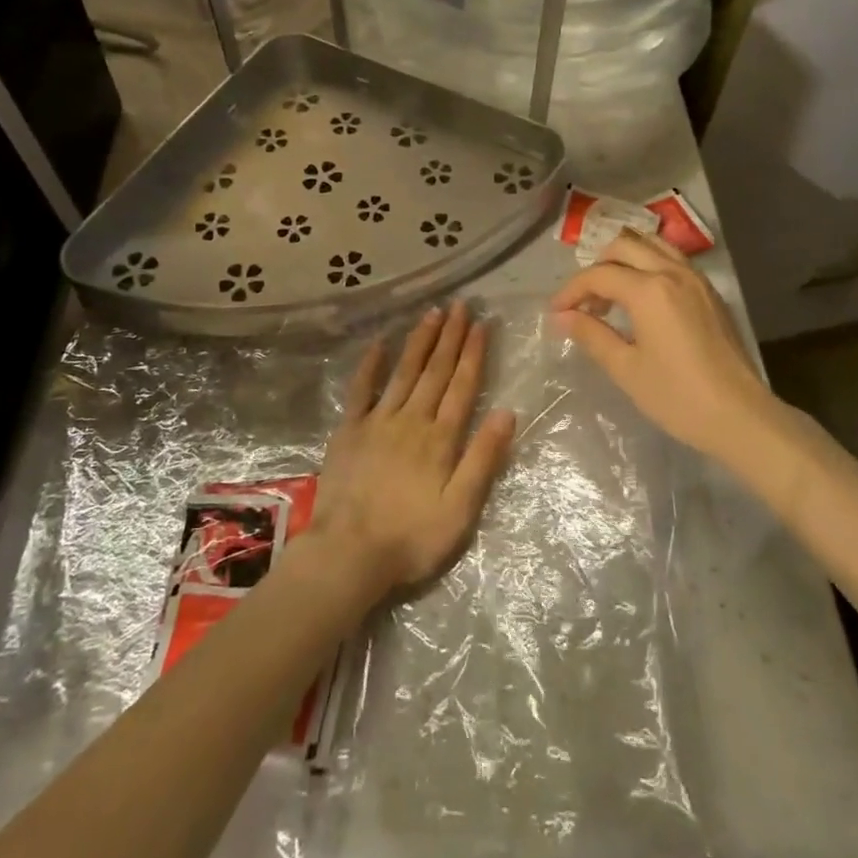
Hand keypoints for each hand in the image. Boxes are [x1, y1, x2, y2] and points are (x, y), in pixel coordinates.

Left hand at [311, 301, 515, 595]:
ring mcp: (378, 421)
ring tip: (432, 313)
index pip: (462, 386)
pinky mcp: (349, 430)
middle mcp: (412, 419)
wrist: (349, 553)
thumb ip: (483, 459)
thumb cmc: (412, 537)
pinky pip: (361, 389)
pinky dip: (370, 365)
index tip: (481, 324)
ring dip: (420, 341)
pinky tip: (379, 343)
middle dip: (450, 336)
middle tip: (460, 305)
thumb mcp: (460, 509)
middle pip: (435, 371)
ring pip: (404, 372)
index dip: (473, 353)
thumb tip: (508, 413)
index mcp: (441, 438)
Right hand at [550, 231, 779, 465]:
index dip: (571, 291)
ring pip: (651, 246)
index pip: (599, 275)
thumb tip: (562, 317)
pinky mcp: (710, 292)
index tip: (556, 312)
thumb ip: (591, 335)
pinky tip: (642, 300)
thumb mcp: (626, 369)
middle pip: (623, 247)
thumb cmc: (677, 397)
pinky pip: (672, 260)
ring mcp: (696, 279)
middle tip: (584, 303)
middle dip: (597, 268)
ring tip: (612, 294)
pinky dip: (649, 266)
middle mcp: (672, 272)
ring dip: (624, 261)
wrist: (741, 416)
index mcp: (649, 290)